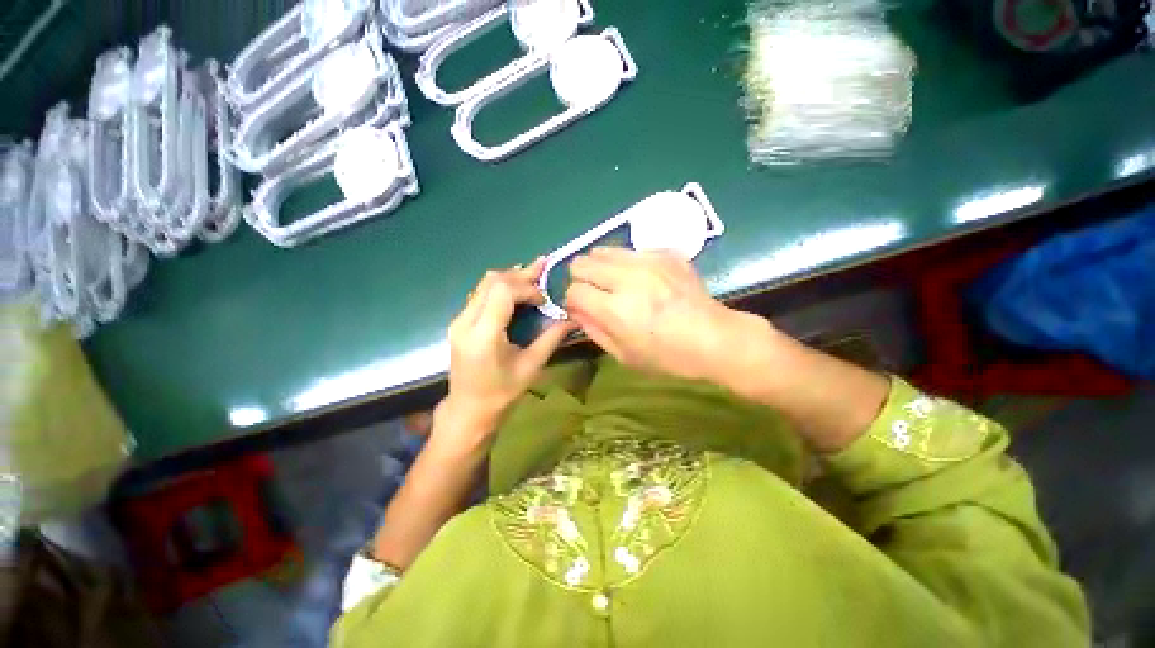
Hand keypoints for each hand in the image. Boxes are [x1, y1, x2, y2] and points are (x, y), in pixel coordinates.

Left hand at [442, 258, 575, 444]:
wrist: (468, 411)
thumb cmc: (501, 395)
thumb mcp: (530, 367)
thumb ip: (550, 339)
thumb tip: (572, 319)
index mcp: (483, 336)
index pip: (502, 293)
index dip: (526, 288)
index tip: (544, 300)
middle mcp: (465, 322)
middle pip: (491, 282)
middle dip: (520, 275)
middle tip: (543, 267)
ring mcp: (459, 321)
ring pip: (484, 285)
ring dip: (509, 277)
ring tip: (533, 274)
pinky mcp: (460, 323)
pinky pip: (480, 294)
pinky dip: (500, 287)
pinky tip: (516, 288)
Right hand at [565, 248, 760, 382]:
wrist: (715, 339)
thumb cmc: (668, 356)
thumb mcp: (624, 355)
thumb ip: (593, 330)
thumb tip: (576, 311)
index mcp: (615, 309)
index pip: (573, 291)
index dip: (573, 301)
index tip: (583, 309)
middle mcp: (627, 278)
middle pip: (582, 263)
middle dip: (581, 279)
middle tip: (595, 293)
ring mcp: (648, 261)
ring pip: (603, 250)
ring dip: (601, 267)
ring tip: (615, 283)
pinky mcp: (666, 253)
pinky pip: (631, 250)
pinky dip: (628, 263)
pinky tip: (643, 279)